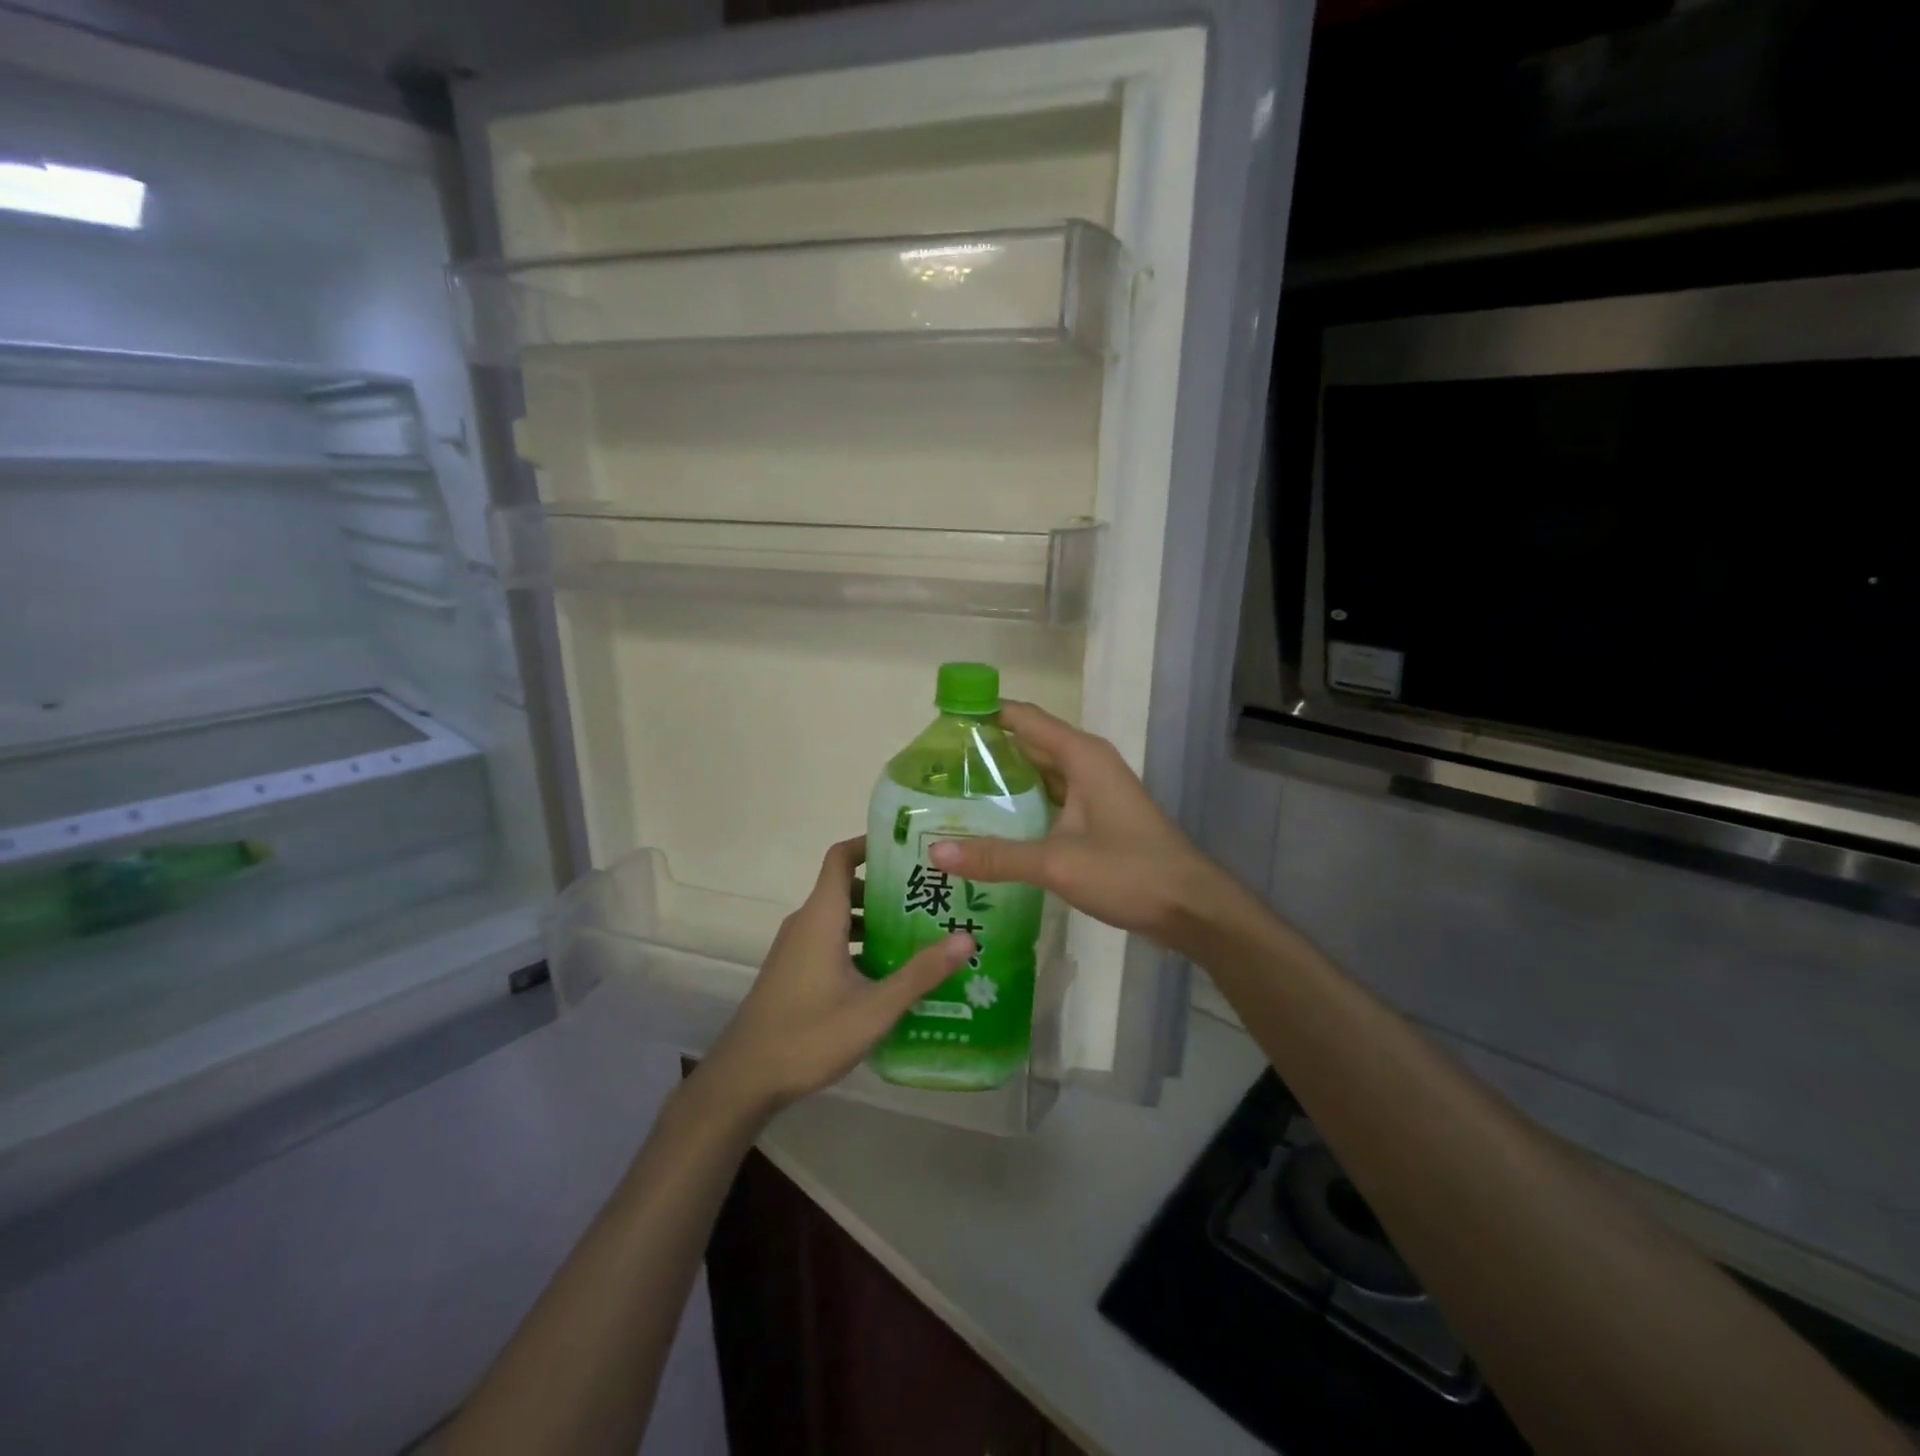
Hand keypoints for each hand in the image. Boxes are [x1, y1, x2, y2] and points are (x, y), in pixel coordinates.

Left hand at [694, 837, 975, 1119]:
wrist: (744, 1078)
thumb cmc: (809, 1034)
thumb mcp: (874, 1007)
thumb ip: (920, 973)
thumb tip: (967, 938)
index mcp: (821, 917)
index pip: (841, 857)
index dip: (870, 844)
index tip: (908, 848)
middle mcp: (806, 923)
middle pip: (847, 887)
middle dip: (887, 889)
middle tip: (930, 897)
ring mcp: (796, 948)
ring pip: (840, 918)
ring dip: (875, 920)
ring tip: (919, 933)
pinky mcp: (793, 971)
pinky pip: (830, 941)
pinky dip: (858, 943)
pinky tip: (888, 972)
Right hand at [927, 701, 1245, 957]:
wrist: (1190, 908)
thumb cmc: (1129, 871)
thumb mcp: (1056, 862)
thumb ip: (996, 856)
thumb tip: (934, 852)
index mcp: (1081, 755)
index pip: (1022, 717)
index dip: (983, 714)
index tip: (939, 721)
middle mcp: (1087, 764)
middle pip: (1027, 744)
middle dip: (985, 752)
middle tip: (934, 768)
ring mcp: (1094, 792)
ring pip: (1038, 775)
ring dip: (1002, 782)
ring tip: (952, 794)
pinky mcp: (1096, 819)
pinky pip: (1050, 801)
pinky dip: (1021, 807)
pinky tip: (991, 826)